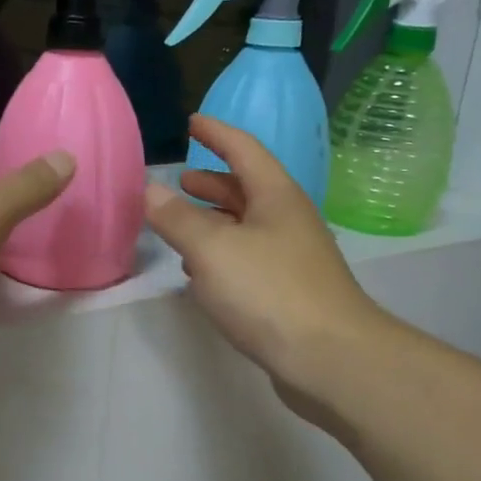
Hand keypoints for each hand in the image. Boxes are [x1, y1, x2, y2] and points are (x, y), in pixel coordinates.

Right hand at [145, 116, 395, 428]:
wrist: (330, 359)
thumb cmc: (270, 291)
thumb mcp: (212, 249)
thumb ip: (177, 218)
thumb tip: (150, 189)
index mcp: (275, 197)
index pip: (244, 150)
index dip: (217, 134)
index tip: (193, 122)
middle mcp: (287, 221)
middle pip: (247, 189)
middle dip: (213, 183)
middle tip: (181, 180)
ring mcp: (292, 258)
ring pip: (246, 227)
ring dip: (214, 221)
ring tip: (181, 225)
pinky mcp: (288, 293)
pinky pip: (248, 260)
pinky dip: (221, 256)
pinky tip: (201, 274)